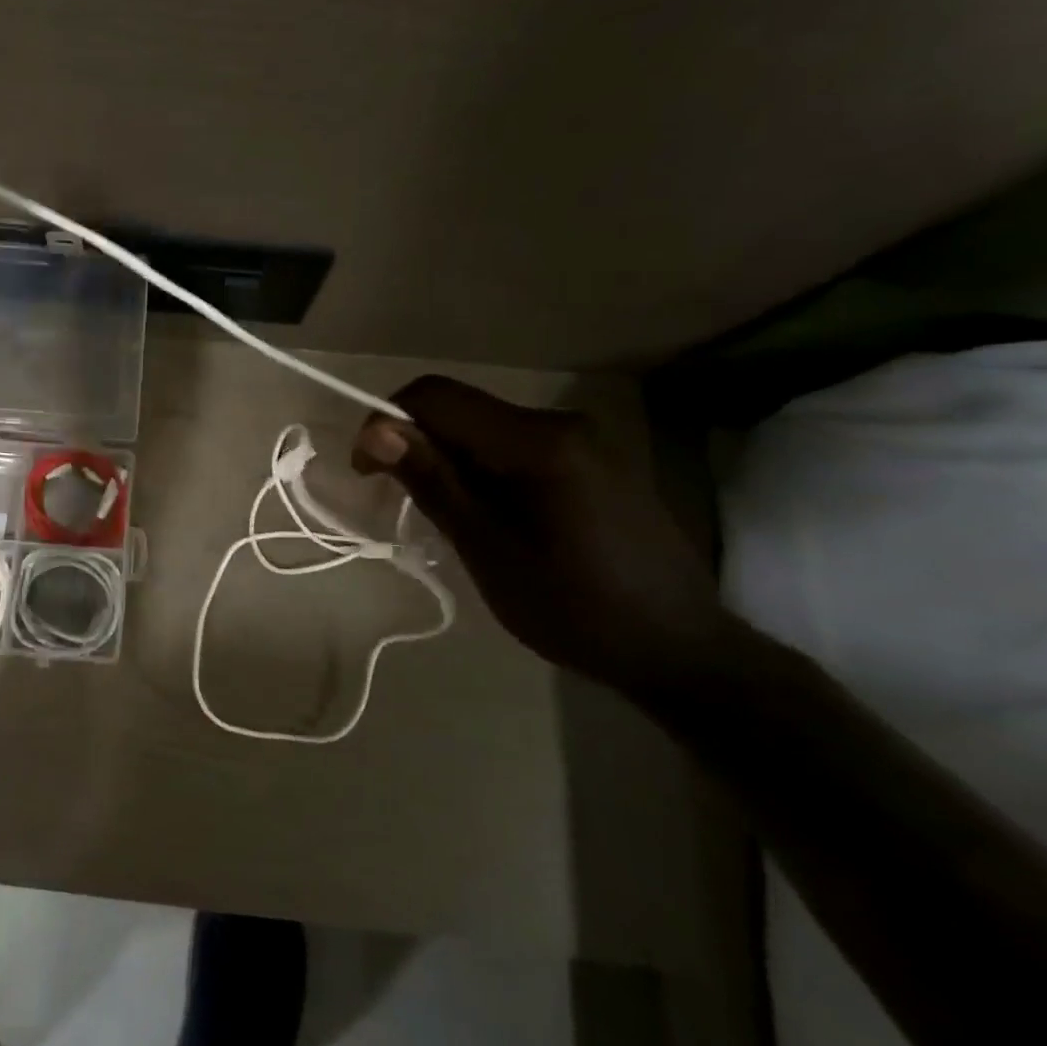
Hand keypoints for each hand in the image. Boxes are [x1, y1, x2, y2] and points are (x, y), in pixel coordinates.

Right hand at [353, 377, 729, 690]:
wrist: (680, 649)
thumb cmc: (574, 607)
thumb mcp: (488, 549)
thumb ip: (433, 481)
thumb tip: (377, 430)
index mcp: (537, 441)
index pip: (436, 397)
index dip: (386, 422)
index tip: (366, 473)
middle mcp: (560, 422)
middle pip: (460, 409)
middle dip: (416, 444)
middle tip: (399, 500)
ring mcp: (582, 439)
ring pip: (484, 428)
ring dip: (447, 459)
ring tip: (443, 517)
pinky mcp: (590, 461)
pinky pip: (513, 446)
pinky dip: (480, 469)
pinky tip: (485, 516)